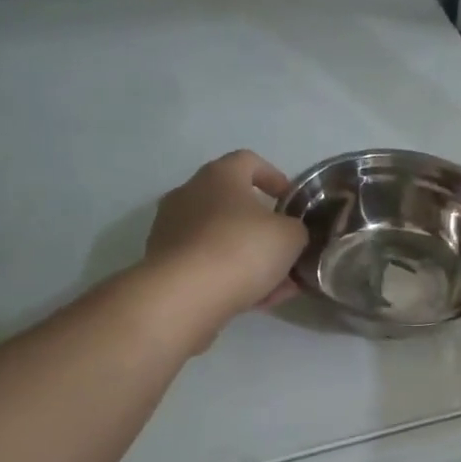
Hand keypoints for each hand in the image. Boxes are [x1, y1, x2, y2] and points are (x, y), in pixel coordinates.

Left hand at [144, 151, 308, 326]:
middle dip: (263, 227)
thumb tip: (289, 233)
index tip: (290, 201)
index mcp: (220, 176)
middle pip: (233, 204)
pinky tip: (257, 300)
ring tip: (279, 284)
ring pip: (222, 239)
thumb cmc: (241, 250)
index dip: (274, 177)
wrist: (183, 296)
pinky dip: (231, 276)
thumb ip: (295, 229)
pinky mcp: (165, 264)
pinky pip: (207, 264)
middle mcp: (189, 194)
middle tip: (287, 249)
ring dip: (250, 257)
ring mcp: (172, 229)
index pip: (249, 161)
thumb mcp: (290, 236)